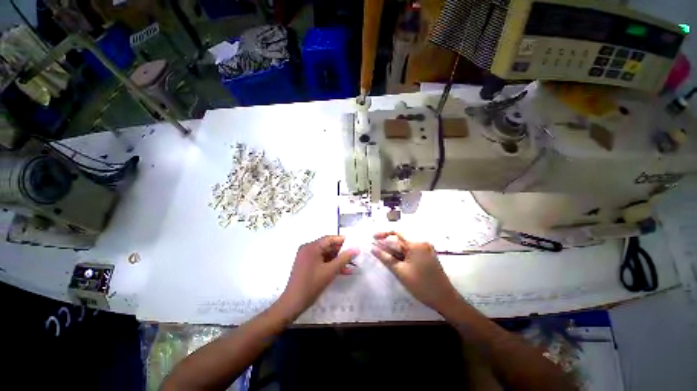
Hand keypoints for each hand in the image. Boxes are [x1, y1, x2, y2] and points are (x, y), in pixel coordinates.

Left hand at [280, 235, 358, 315]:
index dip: (342, 240)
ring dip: (338, 260)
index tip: (354, 244)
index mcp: (311, 247)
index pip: (330, 239)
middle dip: (341, 252)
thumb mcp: (330, 271)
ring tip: (352, 264)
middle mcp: (308, 249)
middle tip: (354, 255)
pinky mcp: (307, 265)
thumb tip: (356, 249)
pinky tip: (343, 271)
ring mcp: (307, 257)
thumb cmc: (312, 284)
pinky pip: (322, 261)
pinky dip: (331, 265)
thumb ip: (344, 259)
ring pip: (326, 255)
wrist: (293, 303)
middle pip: (328, 246)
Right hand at [371, 232, 459, 312]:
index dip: (383, 234)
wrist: (445, 299)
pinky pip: (410, 253)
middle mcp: (421, 243)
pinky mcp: (426, 257)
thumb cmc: (422, 285)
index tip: (373, 238)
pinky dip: (401, 257)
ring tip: (385, 261)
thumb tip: (372, 248)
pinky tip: (395, 263)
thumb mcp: (400, 272)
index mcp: (416, 244)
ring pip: (404, 248)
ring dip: (394, 253)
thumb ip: (385, 258)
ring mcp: (425, 250)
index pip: (396, 233)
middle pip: (400, 242)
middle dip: (387, 247)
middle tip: (375, 253)